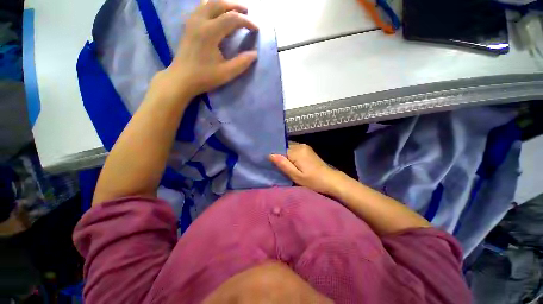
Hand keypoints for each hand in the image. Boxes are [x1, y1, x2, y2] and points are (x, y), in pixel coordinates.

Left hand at [158, 0, 257, 99]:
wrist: (181, 78)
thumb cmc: (204, 77)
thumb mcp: (226, 73)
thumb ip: (242, 63)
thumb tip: (254, 54)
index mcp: (210, 32)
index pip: (232, 18)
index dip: (246, 22)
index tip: (256, 29)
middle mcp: (200, 21)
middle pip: (219, 3)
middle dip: (235, 6)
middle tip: (247, 12)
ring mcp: (192, 21)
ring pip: (209, 3)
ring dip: (223, 4)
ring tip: (234, 11)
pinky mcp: (189, 25)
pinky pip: (202, 8)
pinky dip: (213, 7)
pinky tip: (218, 15)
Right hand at [269, 142, 344, 195]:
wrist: (331, 180)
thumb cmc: (313, 180)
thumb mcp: (296, 176)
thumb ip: (283, 164)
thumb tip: (270, 154)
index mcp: (297, 151)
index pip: (280, 148)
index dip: (274, 154)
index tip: (268, 161)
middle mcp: (300, 145)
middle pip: (284, 147)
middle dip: (279, 154)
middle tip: (274, 164)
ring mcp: (305, 147)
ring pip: (289, 148)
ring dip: (284, 155)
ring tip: (280, 164)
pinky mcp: (307, 150)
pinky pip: (294, 149)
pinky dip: (290, 155)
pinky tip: (289, 162)